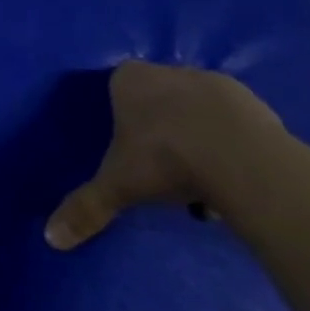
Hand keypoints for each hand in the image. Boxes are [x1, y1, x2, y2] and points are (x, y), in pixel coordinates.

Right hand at [45, 60, 286, 249]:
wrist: (243, 161)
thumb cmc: (164, 160)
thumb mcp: (118, 186)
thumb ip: (86, 207)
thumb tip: (52, 238)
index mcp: (129, 79)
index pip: (117, 87)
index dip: (122, 115)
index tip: (128, 147)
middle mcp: (170, 72)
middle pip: (160, 98)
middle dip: (162, 128)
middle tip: (162, 167)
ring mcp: (216, 84)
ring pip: (198, 111)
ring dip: (198, 137)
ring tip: (200, 181)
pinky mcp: (257, 104)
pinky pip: (235, 125)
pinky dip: (232, 145)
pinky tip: (232, 176)